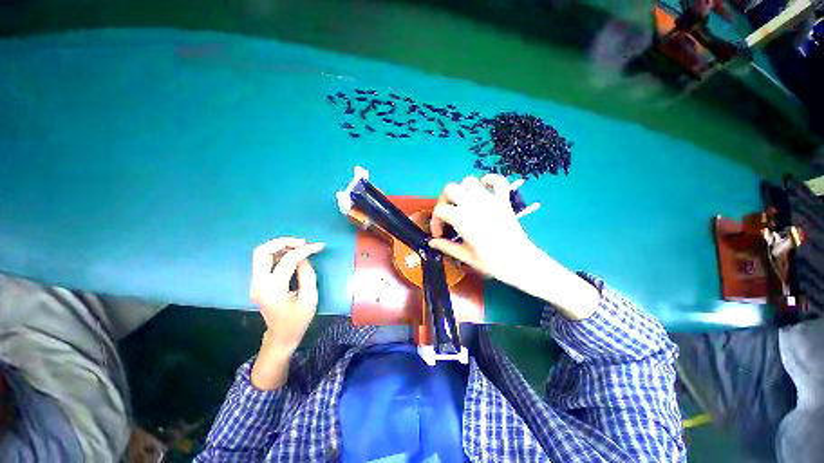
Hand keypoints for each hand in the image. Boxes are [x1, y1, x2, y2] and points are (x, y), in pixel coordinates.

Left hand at [249, 237, 324, 389]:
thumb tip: (304, 257)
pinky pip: (264, 261)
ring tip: (299, 246)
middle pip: (262, 252)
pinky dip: (277, 253)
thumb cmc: (298, 320)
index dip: (304, 250)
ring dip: (279, 246)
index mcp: (273, 290)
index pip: (287, 261)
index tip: (319, 246)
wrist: (281, 336)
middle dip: (283, 242)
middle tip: (302, 242)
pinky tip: (291, 254)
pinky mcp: (258, 283)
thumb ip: (307, 274)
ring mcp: (255, 283)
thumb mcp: (310, 298)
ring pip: (261, 254)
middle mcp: (258, 284)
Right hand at [429, 175, 597, 320]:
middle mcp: (473, 204)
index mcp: (461, 218)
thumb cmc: (490, 261)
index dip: (435, 222)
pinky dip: (488, 180)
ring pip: (469, 181)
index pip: (440, 211)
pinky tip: (483, 190)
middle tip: (447, 215)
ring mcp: (489, 199)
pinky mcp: (503, 200)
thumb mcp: (464, 256)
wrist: (520, 262)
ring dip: (462, 190)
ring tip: (462, 203)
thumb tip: (432, 242)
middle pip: (450, 189)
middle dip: (444, 200)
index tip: (439, 234)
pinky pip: (497, 180)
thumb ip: (445, 246)